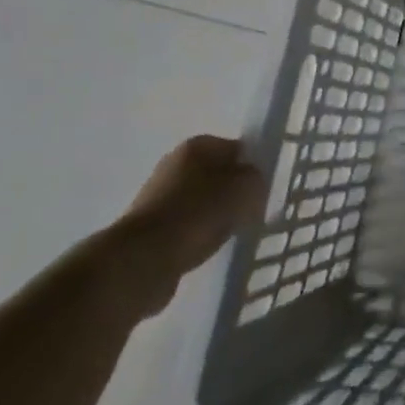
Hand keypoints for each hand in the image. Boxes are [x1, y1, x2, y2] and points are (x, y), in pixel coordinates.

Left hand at [109, 136, 264, 313]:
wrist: (142, 259)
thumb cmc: (199, 212)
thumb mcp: (246, 188)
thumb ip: (257, 179)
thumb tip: (251, 184)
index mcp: (197, 146)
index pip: (236, 148)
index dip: (251, 168)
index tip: (261, 190)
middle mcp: (173, 164)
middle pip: (216, 175)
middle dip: (231, 193)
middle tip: (248, 212)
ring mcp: (156, 197)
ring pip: (200, 203)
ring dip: (213, 216)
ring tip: (226, 234)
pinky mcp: (146, 228)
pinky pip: (184, 227)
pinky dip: (195, 236)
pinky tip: (203, 249)